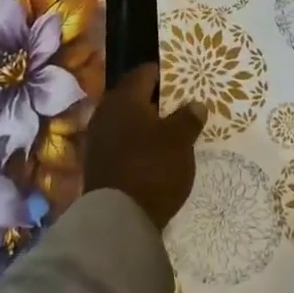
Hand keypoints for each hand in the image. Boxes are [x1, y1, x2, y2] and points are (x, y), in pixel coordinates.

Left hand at [83, 63, 206, 230]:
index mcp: (124, 99)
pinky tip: (154, 152)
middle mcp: (106, 113)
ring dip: (145, 123)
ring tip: (170, 130)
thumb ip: (188, 118)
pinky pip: (121, 142)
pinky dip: (137, 143)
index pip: (144, 73)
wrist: (118, 220)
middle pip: (133, 97)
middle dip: (155, 99)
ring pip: (126, 121)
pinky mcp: (97, 164)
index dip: (164, 73)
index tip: (183, 78)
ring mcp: (98, 140)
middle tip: (180, 104)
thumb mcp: (180, 140)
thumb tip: (195, 104)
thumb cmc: (152, 168)